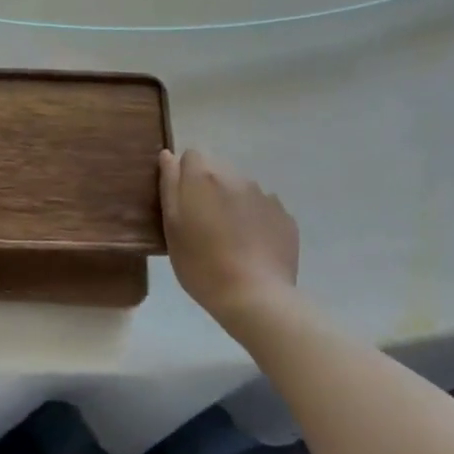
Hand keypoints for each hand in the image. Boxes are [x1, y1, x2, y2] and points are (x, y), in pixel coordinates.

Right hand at [159, 148, 298, 322]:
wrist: (255, 298)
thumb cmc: (201, 264)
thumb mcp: (172, 227)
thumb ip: (169, 186)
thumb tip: (169, 156)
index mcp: (204, 177)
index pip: (191, 156)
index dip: (184, 176)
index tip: (183, 203)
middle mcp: (236, 177)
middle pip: (218, 171)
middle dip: (209, 189)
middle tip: (203, 224)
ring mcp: (264, 196)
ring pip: (242, 189)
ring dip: (233, 202)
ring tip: (230, 238)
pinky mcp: (284, 217)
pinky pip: (264, 208)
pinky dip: (256, 219)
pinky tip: (252, 247)